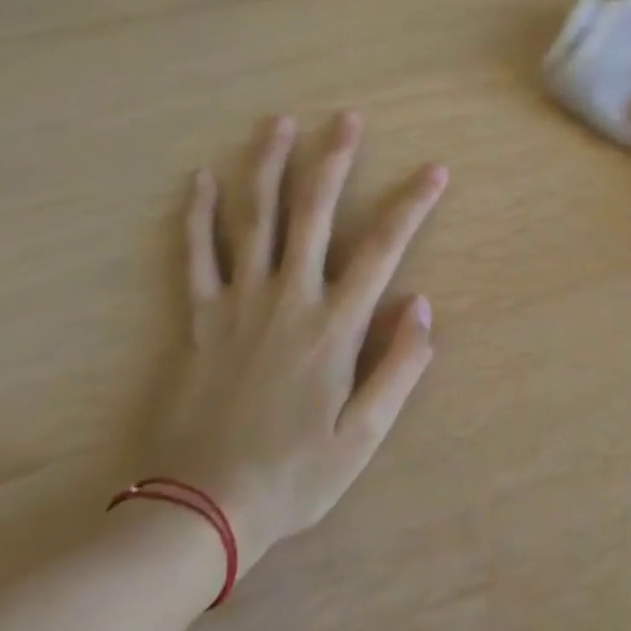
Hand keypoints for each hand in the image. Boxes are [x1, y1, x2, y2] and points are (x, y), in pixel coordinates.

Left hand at [147, 112, 445, 568]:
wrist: (200, 512)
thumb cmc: (294, 474)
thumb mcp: (363, 436)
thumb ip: (399, 366)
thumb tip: (422, 304)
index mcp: (333, 325)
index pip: (382, 248)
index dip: (412, 204)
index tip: (435, 169)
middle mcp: (288, 298)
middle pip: (313, 214)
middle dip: (334, 160)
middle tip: (347, 118)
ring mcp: (237, 303)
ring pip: (253, 220)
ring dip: (267, 166)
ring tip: (279, 123)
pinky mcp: (197, 318)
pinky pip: (195, 255)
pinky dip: (197, 214)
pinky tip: (200, 178)